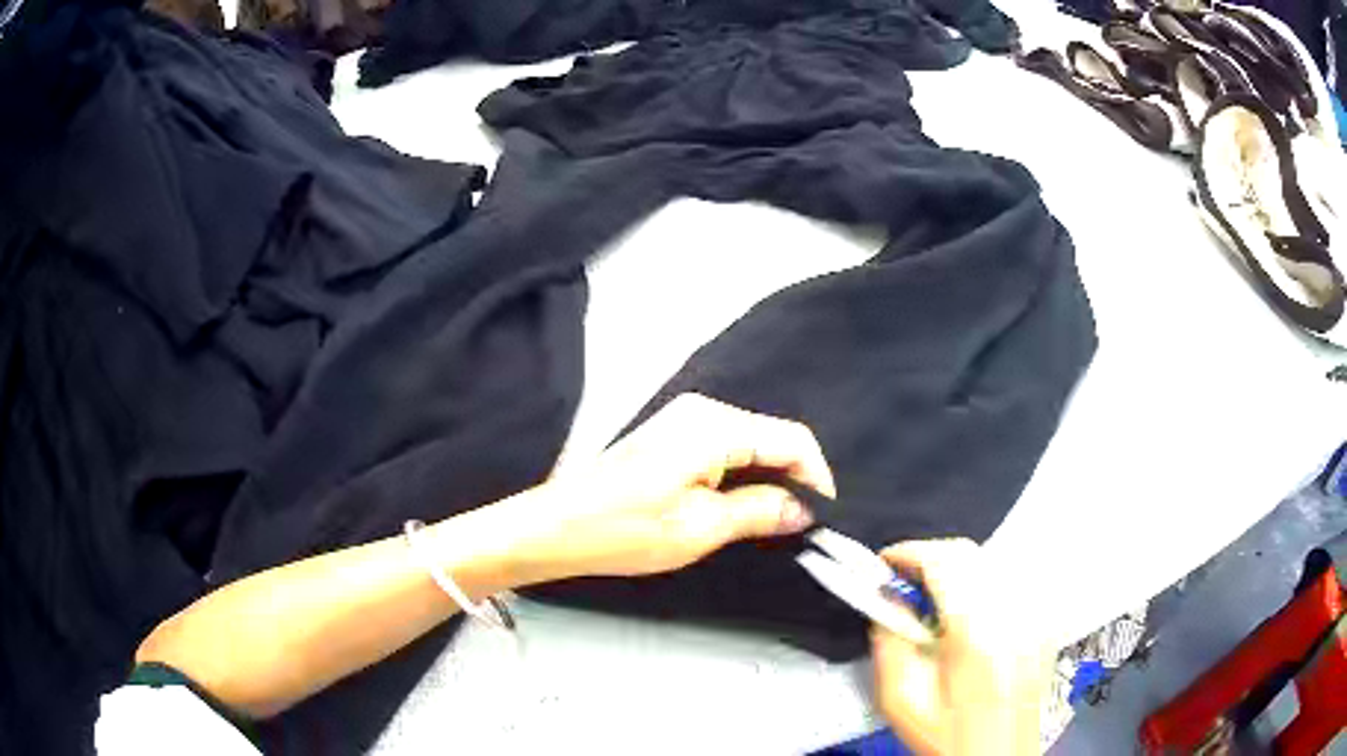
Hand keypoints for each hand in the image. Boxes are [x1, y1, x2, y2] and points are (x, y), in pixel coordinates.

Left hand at [506, 394, 834, 582]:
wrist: (556, 527)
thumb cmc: (625, 530)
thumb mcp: (701, 528)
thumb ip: (760, 511)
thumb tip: (802, 509)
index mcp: (714, 426)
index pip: (791, 439)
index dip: (816, 476)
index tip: (824, 515)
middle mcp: (702, 411)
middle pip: (772, 438)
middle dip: (794, 478)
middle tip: (804, 523)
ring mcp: (683, 421)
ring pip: (750, 445)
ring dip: (769, 479)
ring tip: (777, 521)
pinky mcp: (671, 438)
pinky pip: (726, 450)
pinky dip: (743, 476)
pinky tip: (743, 506)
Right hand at [871, 539, 1050, 755]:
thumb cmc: (946, 737)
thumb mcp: (901, 700)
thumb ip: (889, 643)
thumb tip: (888, 600)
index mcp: (977, 635)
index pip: (944, 563)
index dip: (909, 552)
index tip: (883, 562)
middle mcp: (1014, 616)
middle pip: (970, 554)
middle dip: (930, 557)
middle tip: (903, 582)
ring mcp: (1035, 617)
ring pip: (992, 562)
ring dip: (956, 569)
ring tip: (933, 601)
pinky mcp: (1044, 623)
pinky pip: (1010, 582)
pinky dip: (982, 583)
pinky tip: (967, 613)